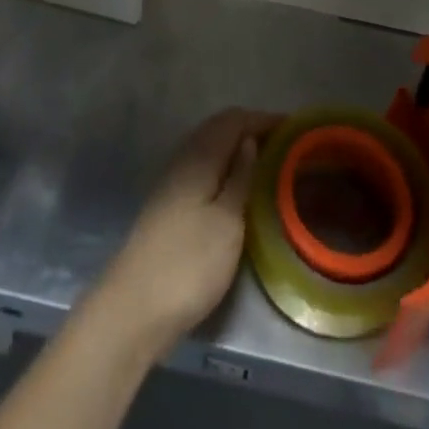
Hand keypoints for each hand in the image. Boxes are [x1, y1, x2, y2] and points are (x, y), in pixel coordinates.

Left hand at [88, 108, 279, 360]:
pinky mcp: (169, 205)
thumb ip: (241, 177)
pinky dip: (224, 168)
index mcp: (200, 155)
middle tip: (285, 145)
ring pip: (210, 148)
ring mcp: (172, 181)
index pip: (234, 119)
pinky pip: (203, 169)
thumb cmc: (189, 263)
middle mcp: (183, 158)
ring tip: (267, 164)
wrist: (134, 309)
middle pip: (220, 128)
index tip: (294, 128)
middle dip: (252, 130)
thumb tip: (251, 140)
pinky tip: (237, 189)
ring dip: (237, 149)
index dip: (264, 119)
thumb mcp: (228, 221)